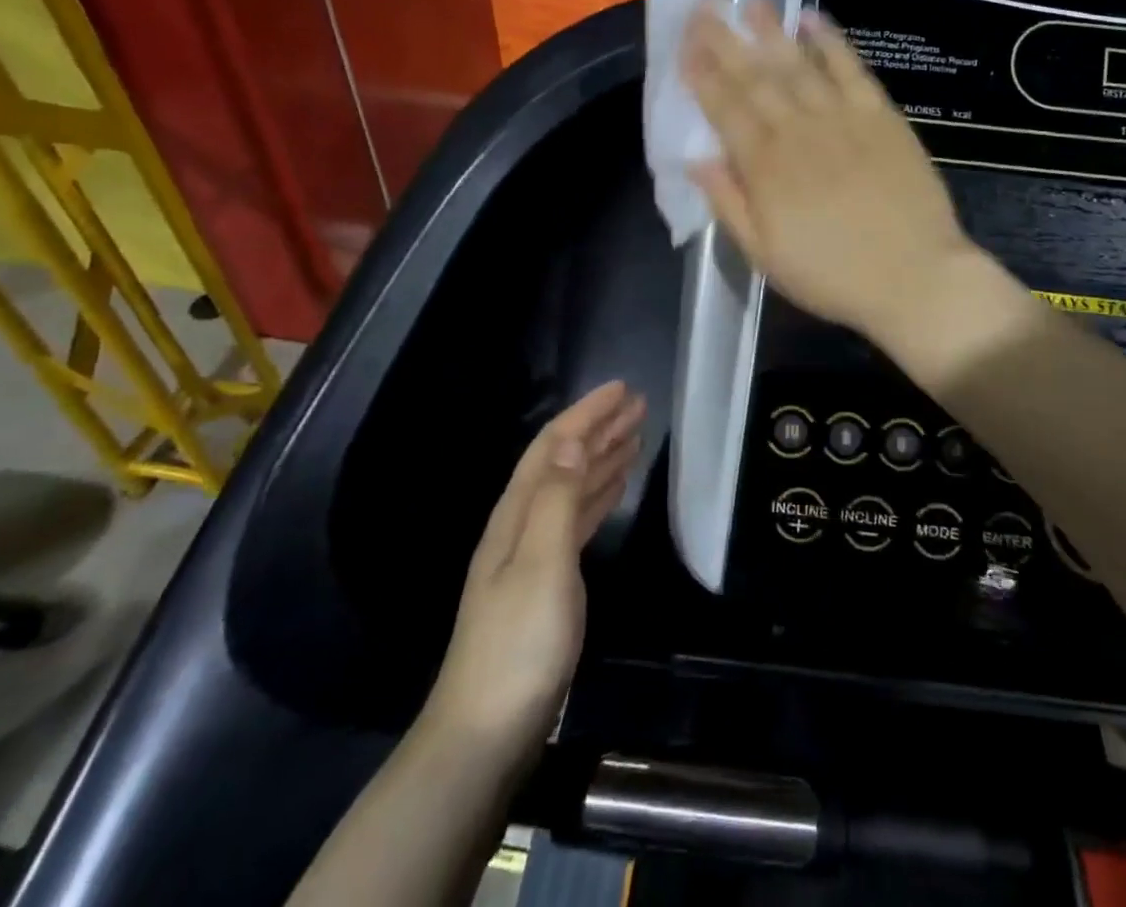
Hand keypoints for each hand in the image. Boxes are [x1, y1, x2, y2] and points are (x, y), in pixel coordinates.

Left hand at [425, 382, 643, 755]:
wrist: (486, 735)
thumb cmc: (517, 644)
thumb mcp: (541, 565)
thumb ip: (558, 501)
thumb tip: (574, 441)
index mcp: (515, 515)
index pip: (553, 447)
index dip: (586, 414)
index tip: (622, 389)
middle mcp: (522, 525)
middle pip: (564, 462)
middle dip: (599, 429)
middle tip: (638, 405)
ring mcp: (534, 556)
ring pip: (574, 489)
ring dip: (602, 458)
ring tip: (635, 436)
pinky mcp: (549, 583)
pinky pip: (579, 520)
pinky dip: (600, 496)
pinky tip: (616, 488)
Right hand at [680, 0, 981, 342]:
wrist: (913, 278)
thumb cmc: (832, 276)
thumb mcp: (765, 256)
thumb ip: (729, 205)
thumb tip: (697, 160)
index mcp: (765, 167)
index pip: (725, 109)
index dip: (702, 76)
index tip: (685, 46)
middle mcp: (798, 132)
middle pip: (755, 79)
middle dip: (726, 43)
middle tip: (705, 10)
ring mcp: (842, 119)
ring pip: (798, 65)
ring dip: (771, 32)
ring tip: (750, 3)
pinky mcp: (881, 116)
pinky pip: (851, 69)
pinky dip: (831, 41)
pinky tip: (812, 18)